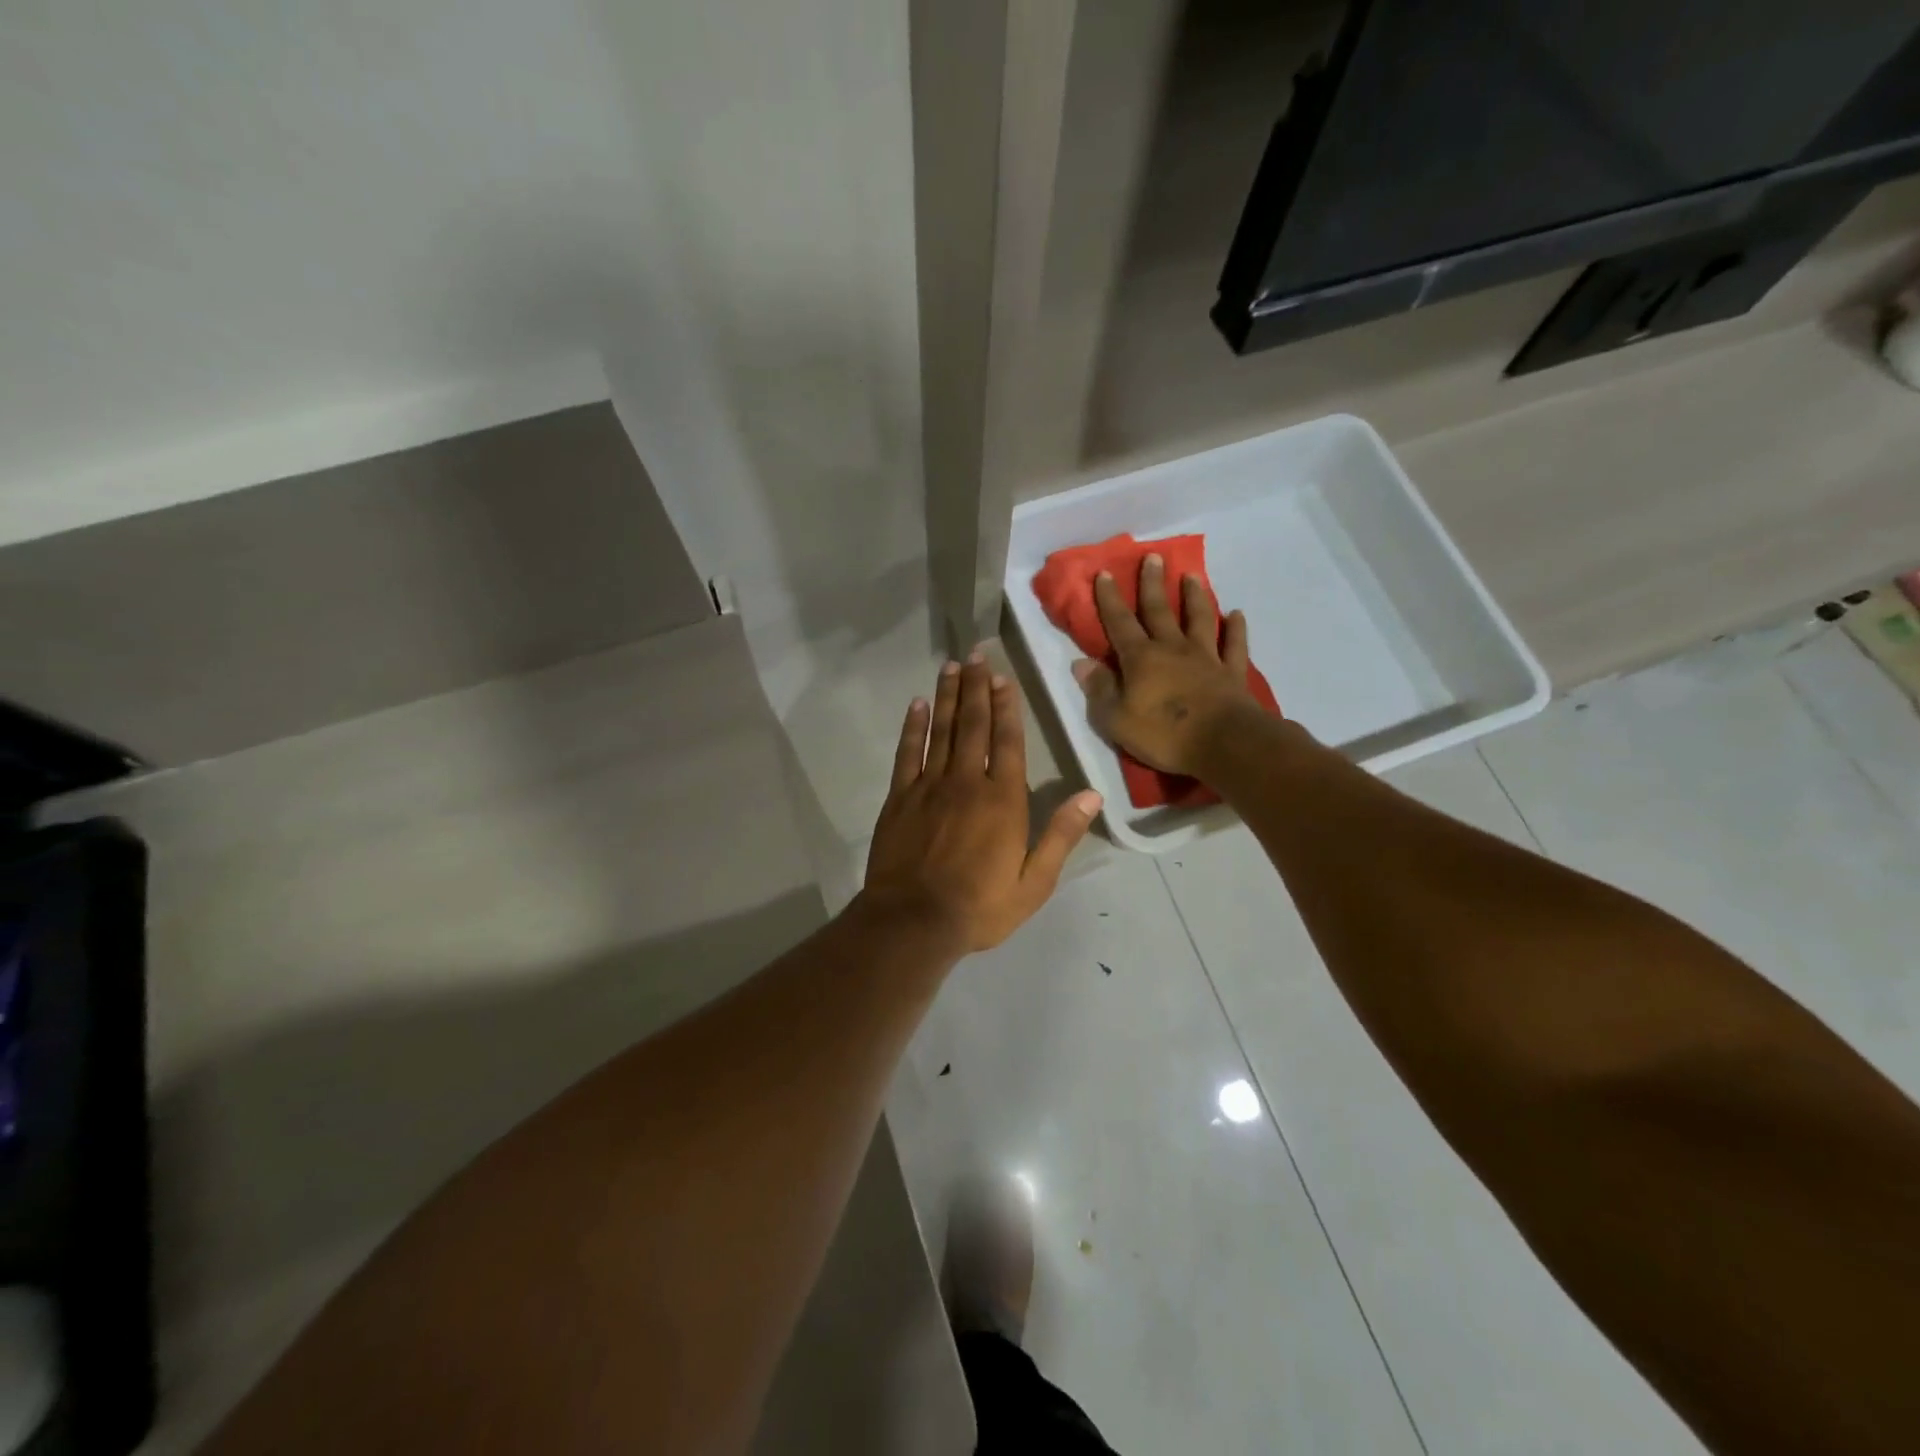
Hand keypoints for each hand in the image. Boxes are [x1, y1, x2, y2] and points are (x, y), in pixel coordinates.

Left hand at [863, 655, 1101, 953]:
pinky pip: (907, 752)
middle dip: (976, 687)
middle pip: (974, 725)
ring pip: (941, 730)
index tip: (1003, 677)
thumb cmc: (980, 907)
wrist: (913, 921)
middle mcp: (966, 782)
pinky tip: (917, 705)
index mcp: (1003, 800)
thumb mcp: (1034, 882)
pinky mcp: (900, 797)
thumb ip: (1061, 835)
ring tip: (951, 666)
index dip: (1006, 706)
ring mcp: (929, 786)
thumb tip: (1092, 795)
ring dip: (948, 696)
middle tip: (976, 653)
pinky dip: (913, 726)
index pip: (1007, 741)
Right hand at [1074, 553, 1263, 775]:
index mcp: (1141, 659)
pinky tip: (1236, 615)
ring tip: (1192, 576)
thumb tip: (1080, 664)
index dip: (1110, 599)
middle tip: (1153, 557)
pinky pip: (1235, 646)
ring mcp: (1206, 658)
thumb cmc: (1164, 734)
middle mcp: (1173, 649)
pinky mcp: (1232, 673)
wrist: (1224, 743)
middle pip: (1160, 611)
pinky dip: (1236, 629)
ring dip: (1195, 597)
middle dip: (1153, 584)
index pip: (1120, 623)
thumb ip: (1099, 689)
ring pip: (1200, 619)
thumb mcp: (1116, 719)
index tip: (1105, 573)